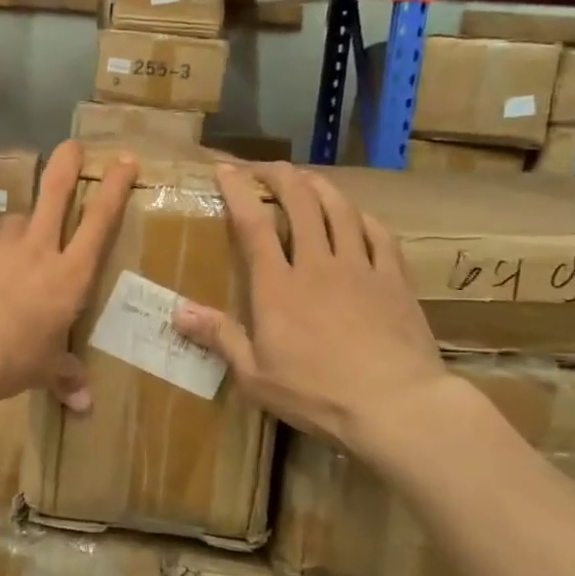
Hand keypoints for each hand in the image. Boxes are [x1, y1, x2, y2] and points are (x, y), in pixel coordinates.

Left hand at [0, 141, 137, 407]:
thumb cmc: (13, 358)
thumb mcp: (43, 369)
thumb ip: (65, 377)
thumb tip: (84, 404)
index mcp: (68, 275)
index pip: (99, 223)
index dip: (114, 188)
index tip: (123, 159)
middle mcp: (37, 251)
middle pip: (54, 195)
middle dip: (65, 166)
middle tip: (70, 145)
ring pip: (16, 221)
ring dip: (22, 227)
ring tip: (20, 244)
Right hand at [172, 163, 446, 453]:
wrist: (396, 406)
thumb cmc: (317, 394)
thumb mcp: (255, 375)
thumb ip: (220, 337)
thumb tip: (178, 312)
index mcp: (277, 286)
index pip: (253, 224)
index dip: (238, 191)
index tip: (225, 170)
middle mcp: (317, 264)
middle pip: (300, 203)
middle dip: (280, 176)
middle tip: (265, 169)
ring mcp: (360, 268)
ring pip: (340, 210)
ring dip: (320, 186)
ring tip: (306, 179)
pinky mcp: (394, 280)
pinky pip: (378, 235)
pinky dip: (362, 217)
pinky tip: (356, 215)